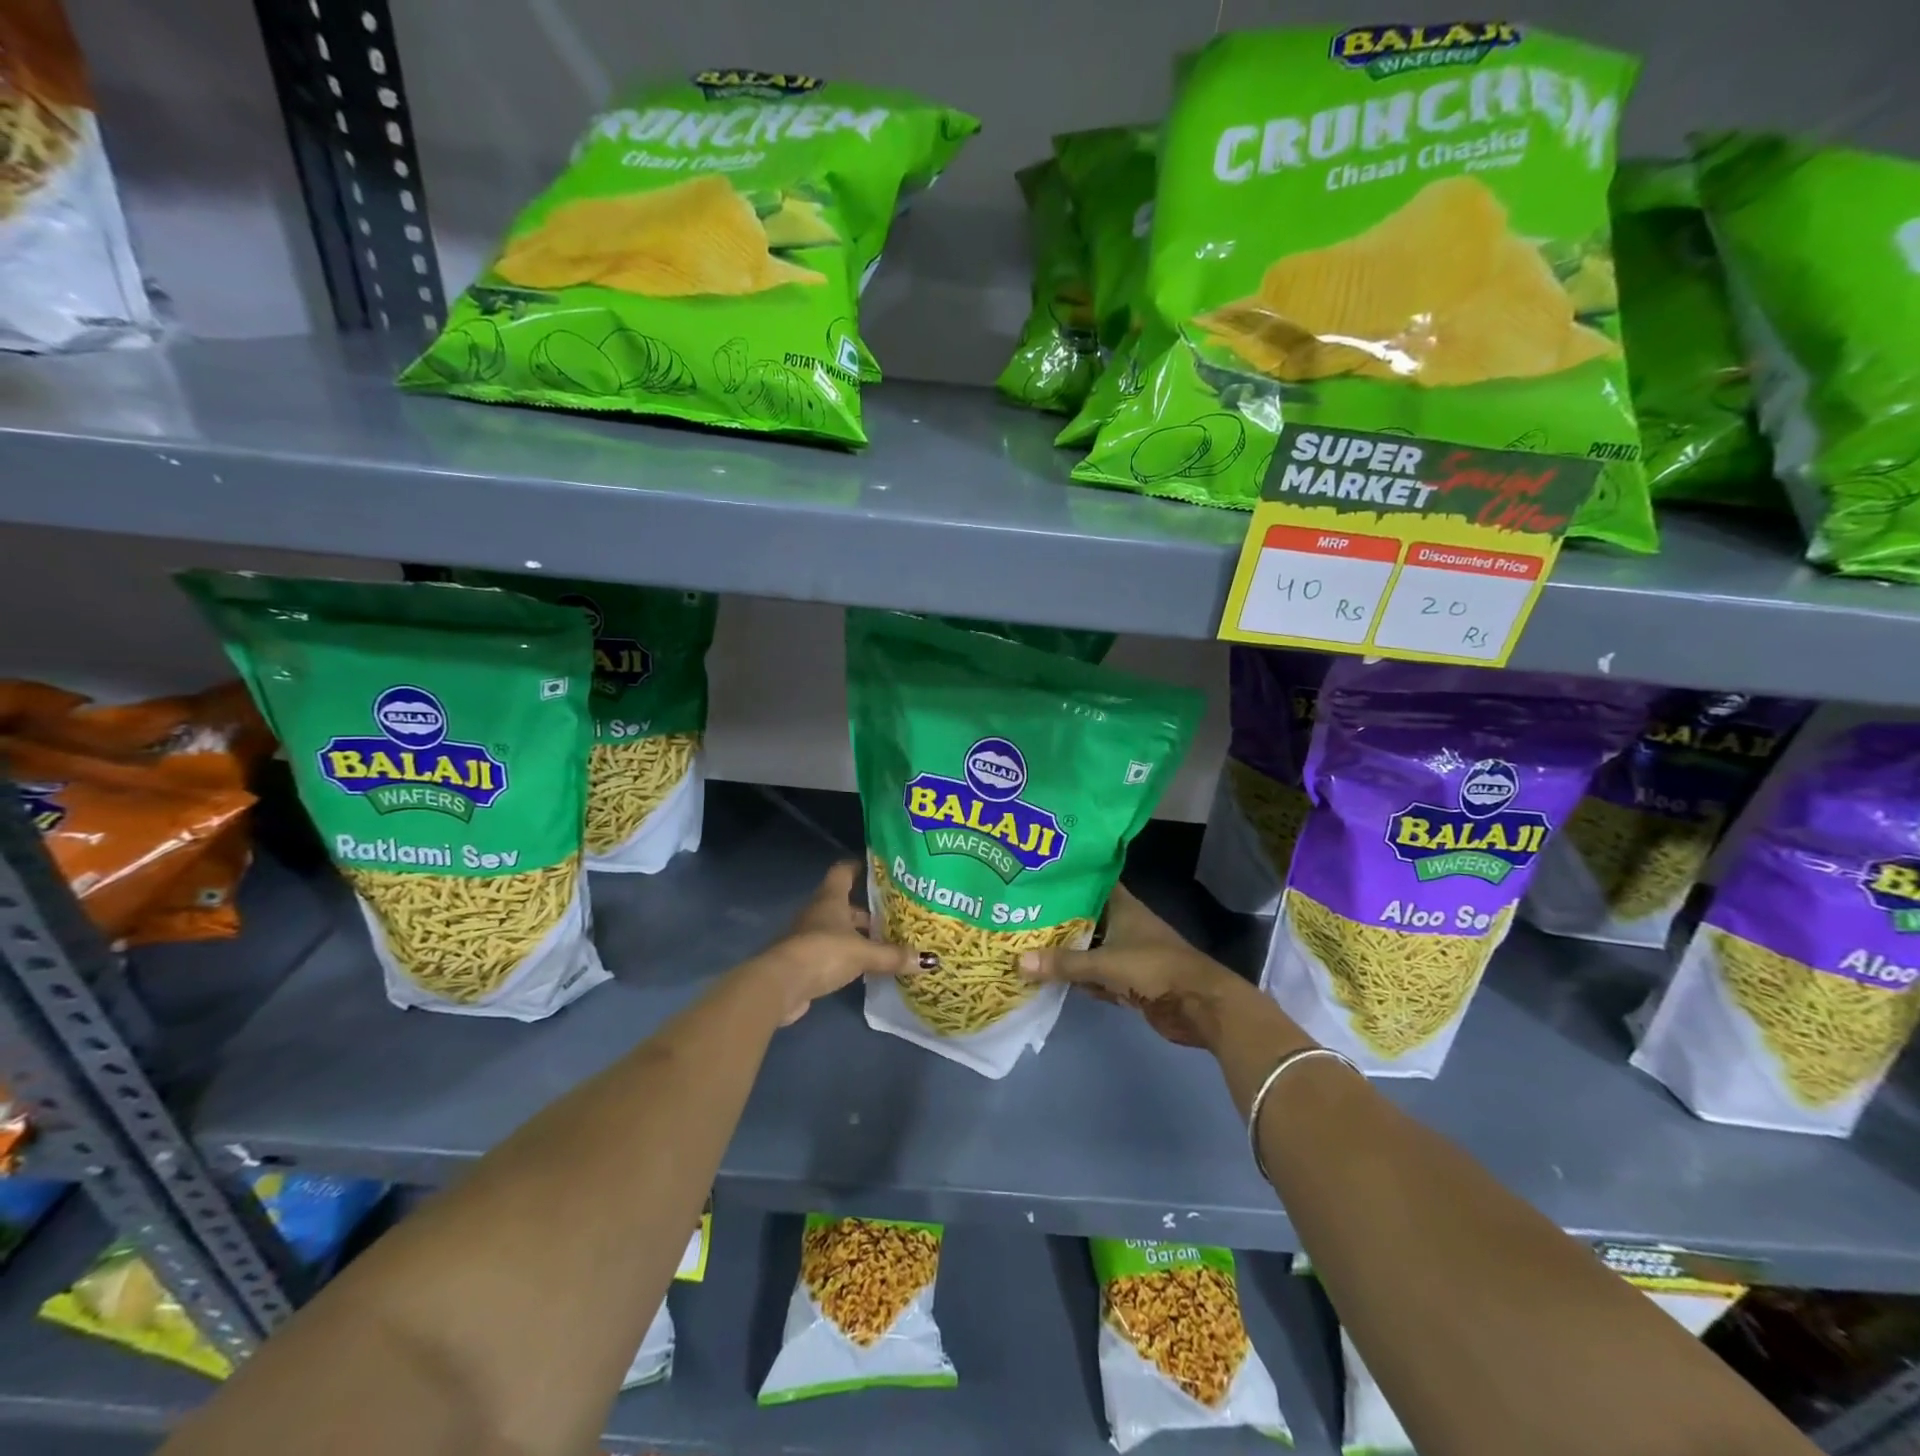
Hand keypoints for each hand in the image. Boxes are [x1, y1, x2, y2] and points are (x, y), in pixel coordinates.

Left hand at [751, 861, 936, 1025]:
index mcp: (831, 898)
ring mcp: (808, 937)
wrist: (781, 985)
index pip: (844, 871)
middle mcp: (818, 912)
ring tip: (887, 943)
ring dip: (859, 936)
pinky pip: (832, 952)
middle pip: (844, 904)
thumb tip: (929, 960)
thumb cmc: (823, 952)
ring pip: (839, 929)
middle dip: (868, 910)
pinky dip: (849, 956)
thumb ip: (893, 956)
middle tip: (896, 915)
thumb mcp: (863, 953)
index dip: (860, 867)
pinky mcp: (805, 961)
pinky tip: (867, 968)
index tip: (880, 868)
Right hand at [1017, 885, 1246, 1048]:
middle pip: (1085, 917)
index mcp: (1122, 907)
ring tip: (1025, 943)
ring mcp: (1126, 954)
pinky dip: (1078, 977)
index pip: (1091, 882)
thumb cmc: (1154, 969)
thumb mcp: (1105, 963)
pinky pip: (1095, 975)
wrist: (1199, 1006)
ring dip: (1065, 950)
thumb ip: (1064, 963)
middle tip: (1018, 913)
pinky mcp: (1128, 981)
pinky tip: (1049, 977)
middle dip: (1057, 918)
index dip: (1067, 878)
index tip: (1036, 876)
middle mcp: (1123, 925)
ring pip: (1088, 947)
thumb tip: (1018, 961)